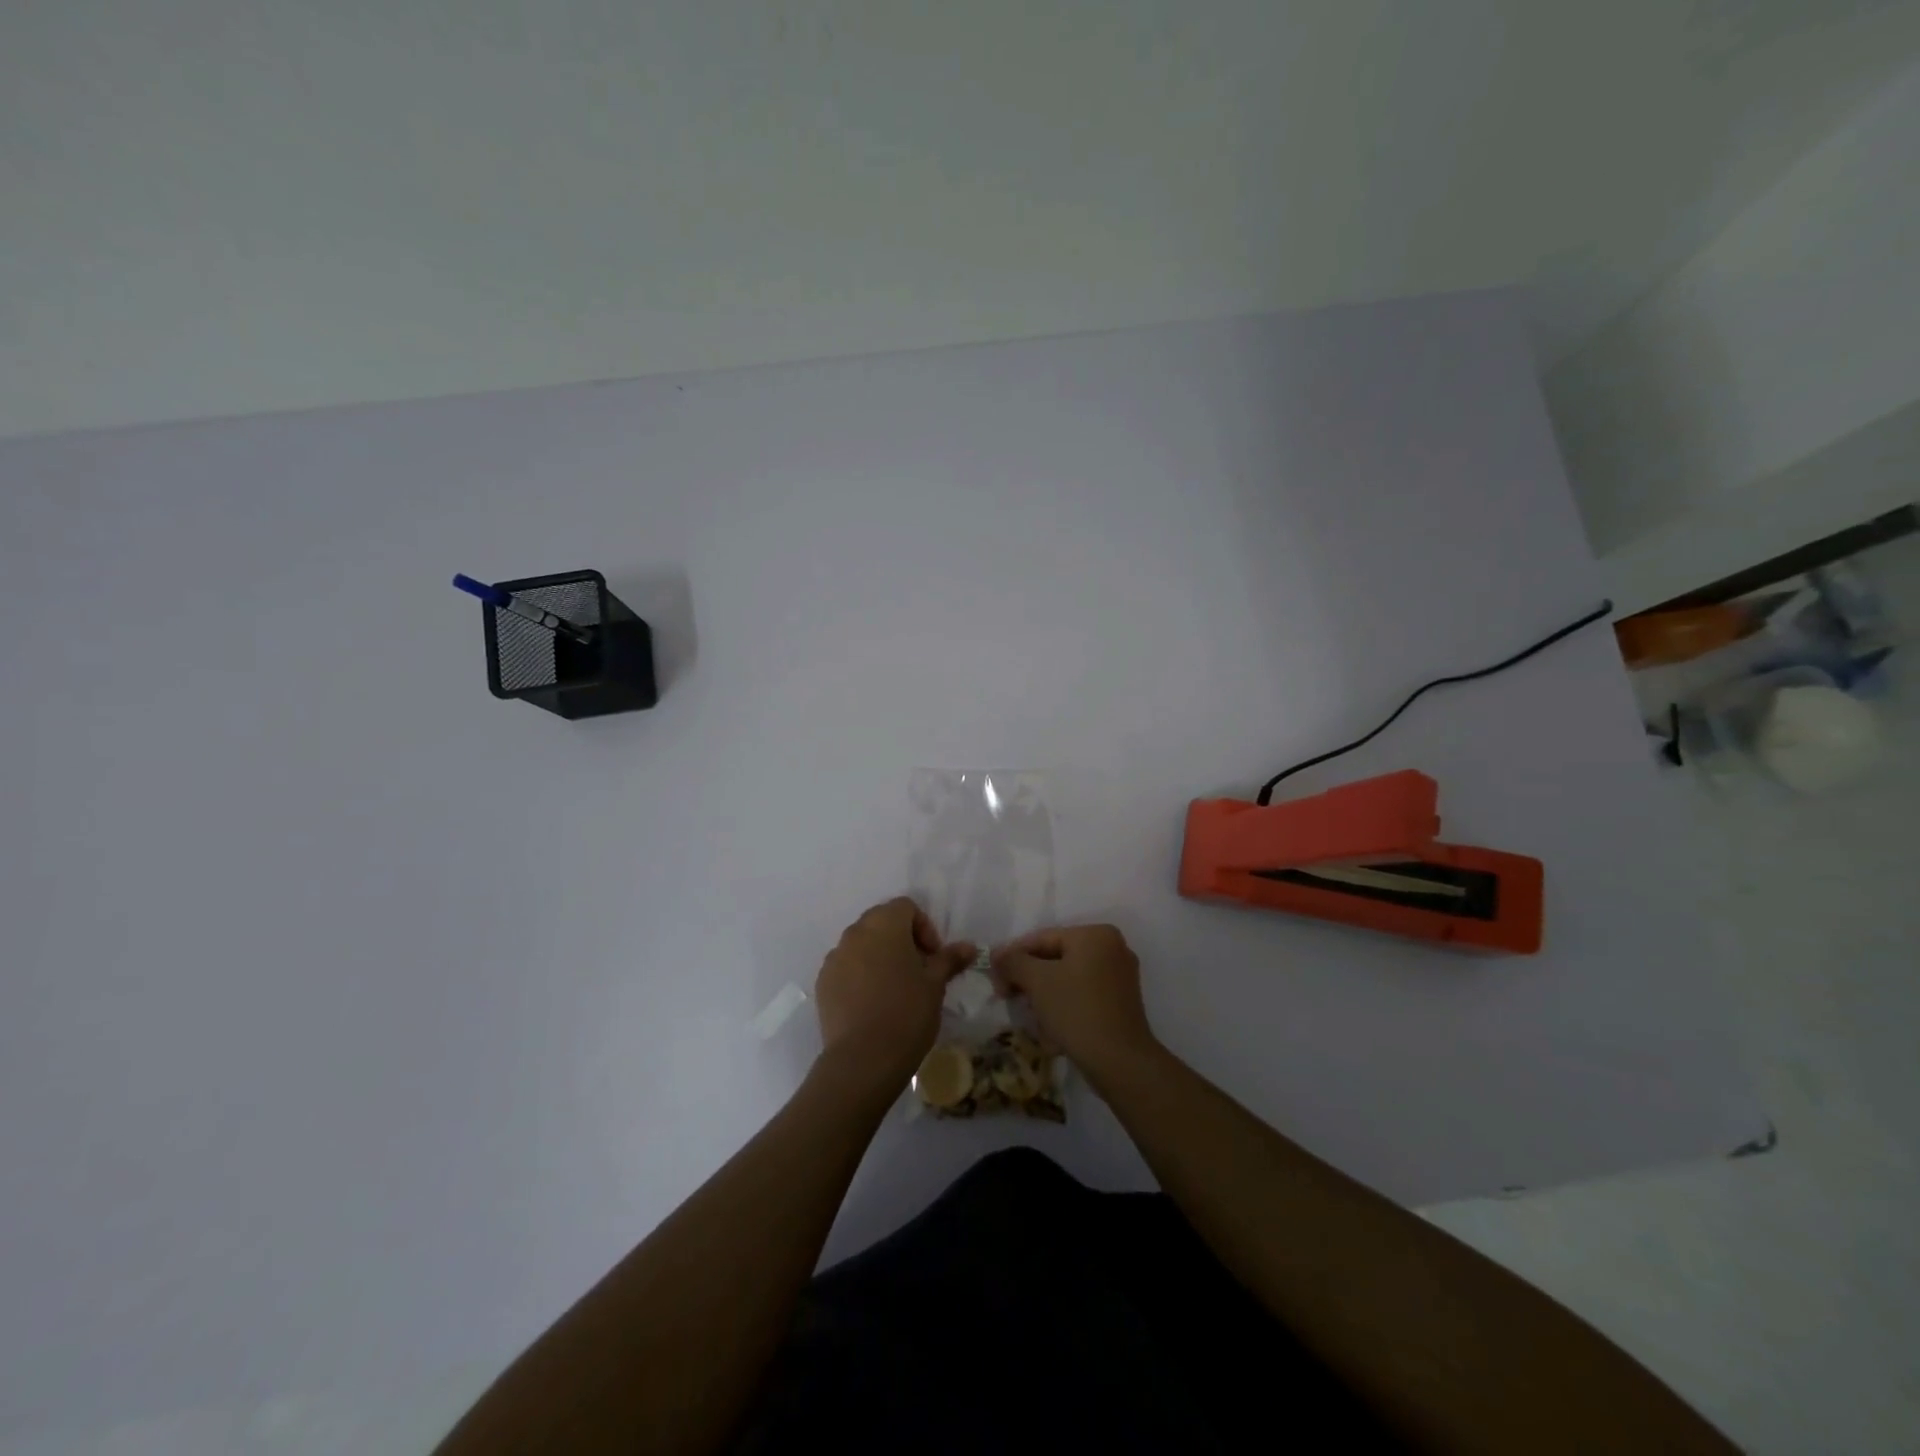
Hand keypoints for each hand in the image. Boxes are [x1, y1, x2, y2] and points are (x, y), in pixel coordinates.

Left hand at [815, 898, 976, 1089]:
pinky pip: (846, 967)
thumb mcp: (935, 985)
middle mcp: (855, 933)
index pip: (906, 907)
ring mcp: (834, 958)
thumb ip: (949, 959)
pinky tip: (872, 1004)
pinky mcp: (822, 983)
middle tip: (918, 971)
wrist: (863, 1059)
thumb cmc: (906, 1013)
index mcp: (884, 925)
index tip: (933, 958)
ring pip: (862, 945)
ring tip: (895, 989)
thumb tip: (969, 946)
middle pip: (881, 922)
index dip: (924, 928)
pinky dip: (860, 975)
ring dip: (879, 957)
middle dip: (902, 940)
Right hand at [992, 924, 1157, 1086]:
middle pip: (1055, 958)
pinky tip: (1051, 1029)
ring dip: (1043, 995)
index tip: (994, 978)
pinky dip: (1064, 1006)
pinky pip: (1082, 995)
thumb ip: (1013, 961)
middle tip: (1007, 996)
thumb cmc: (1077, 1011)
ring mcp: (1120, 977)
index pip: (1042, 938)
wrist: (1120, 1062)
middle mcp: (1112, 948)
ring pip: (1067, 978)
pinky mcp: (1121, 1003)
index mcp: (1095, 935)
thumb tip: (997, 955)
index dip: (1013, 956)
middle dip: (1029, 979)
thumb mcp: (1037, 981)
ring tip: (1030, 1016)